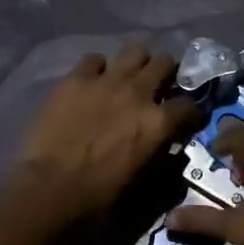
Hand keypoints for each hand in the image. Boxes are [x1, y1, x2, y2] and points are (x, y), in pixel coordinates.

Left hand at [13, 44, 200, 219]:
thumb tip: (168, 145)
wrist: (52, 187)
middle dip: (167, 73)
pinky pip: (94, 59)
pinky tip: (93, 82)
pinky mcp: (76, 78)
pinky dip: (98, 69)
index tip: (187, 118)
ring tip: (129, 77)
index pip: (189, 105)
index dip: (191, 111)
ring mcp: (107, 81)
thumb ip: (161, 156)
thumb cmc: (100, 193)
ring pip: (135, 51)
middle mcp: (139, 93)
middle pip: (165, 63)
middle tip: (158, 87)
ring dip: (137, 63)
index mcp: (159, 122)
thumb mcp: (143, 180)